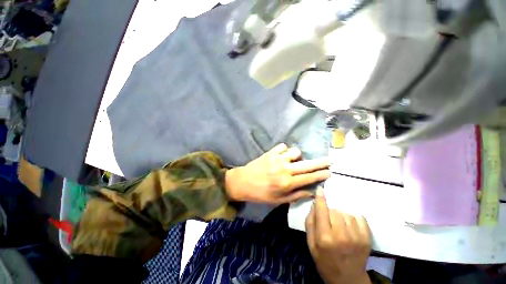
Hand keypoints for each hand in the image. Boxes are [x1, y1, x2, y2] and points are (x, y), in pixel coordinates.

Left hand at [225, 143, 330, 203]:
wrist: (243, 182)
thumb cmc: (260, 193)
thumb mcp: (278, 200)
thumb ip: (296, 195)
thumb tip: (311, 191)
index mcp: (287, 183)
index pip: (309, 178)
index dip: (321, 174)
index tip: (330, 171)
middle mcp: (284, 169)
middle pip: (306, 164)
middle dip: (320, 162)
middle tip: (329, 160)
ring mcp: (277, 158)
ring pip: (295, 152)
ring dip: (297, 156)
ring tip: (292, 161)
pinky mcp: (270, 152)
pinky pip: (283, 146)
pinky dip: (284, 151)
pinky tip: (280, 156)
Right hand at [306, 188, 371, 283]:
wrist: (348, 280)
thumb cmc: (325, 261)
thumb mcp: (311, 244)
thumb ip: (310, 223)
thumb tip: (314, 205)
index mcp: (324, 237)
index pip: (322, 211)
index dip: (320, 198)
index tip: (320, 189)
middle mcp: (341, 235)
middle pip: (334, 211)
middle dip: (329, 212)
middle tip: (329, 221)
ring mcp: (356, 237)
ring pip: (346, 213)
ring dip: (341, 216)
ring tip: (340, 225)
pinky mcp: (367, 238)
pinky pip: (359, 217)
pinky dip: (353, 218)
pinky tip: (350, 226)